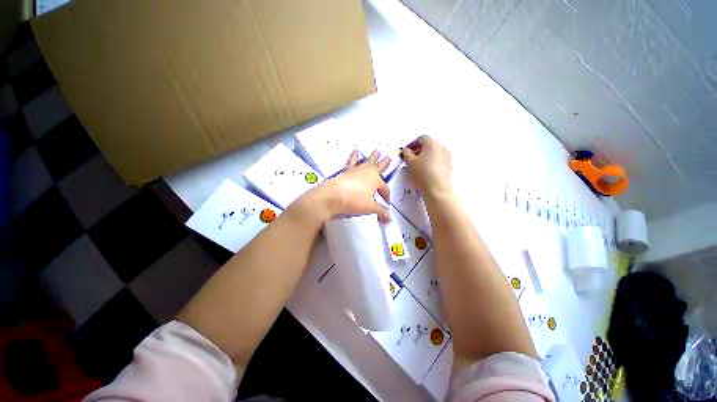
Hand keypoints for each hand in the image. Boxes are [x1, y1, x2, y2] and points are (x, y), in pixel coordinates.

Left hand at [319, 150, 391, 221]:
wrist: (333, 196)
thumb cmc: (354, 201)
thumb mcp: (370, 208)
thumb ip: (381, 212)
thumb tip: (389, 218)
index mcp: (376, 180)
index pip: (384, 188)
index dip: (386, 196)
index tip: (386, 204)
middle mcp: (367, 173)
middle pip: (378, 167)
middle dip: (384, 164)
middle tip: (389, 157)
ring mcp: (356, 170)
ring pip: (367, 162)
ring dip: (372, 157)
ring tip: (377, 151)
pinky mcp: (346, 171)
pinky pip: (351, 162)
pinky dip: (353, 157)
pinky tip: (354, 151)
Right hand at [401, 136, 452, 198]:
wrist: (437, 190)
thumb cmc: (422, 174)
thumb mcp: (410, 162)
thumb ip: (406, 153)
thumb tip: (406, 150)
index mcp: (432, 144)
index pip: (421, 138)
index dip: (412, 143)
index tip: (406, 151)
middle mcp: (442, 148)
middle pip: (428, 144)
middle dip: (418, 149)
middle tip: (410, 158)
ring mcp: (447, 157)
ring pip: (433, 152)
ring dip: (424, 156)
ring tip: (416, 165)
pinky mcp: (448, 166)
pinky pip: (438, 159)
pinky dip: (430, 161)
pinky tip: (425, 170)